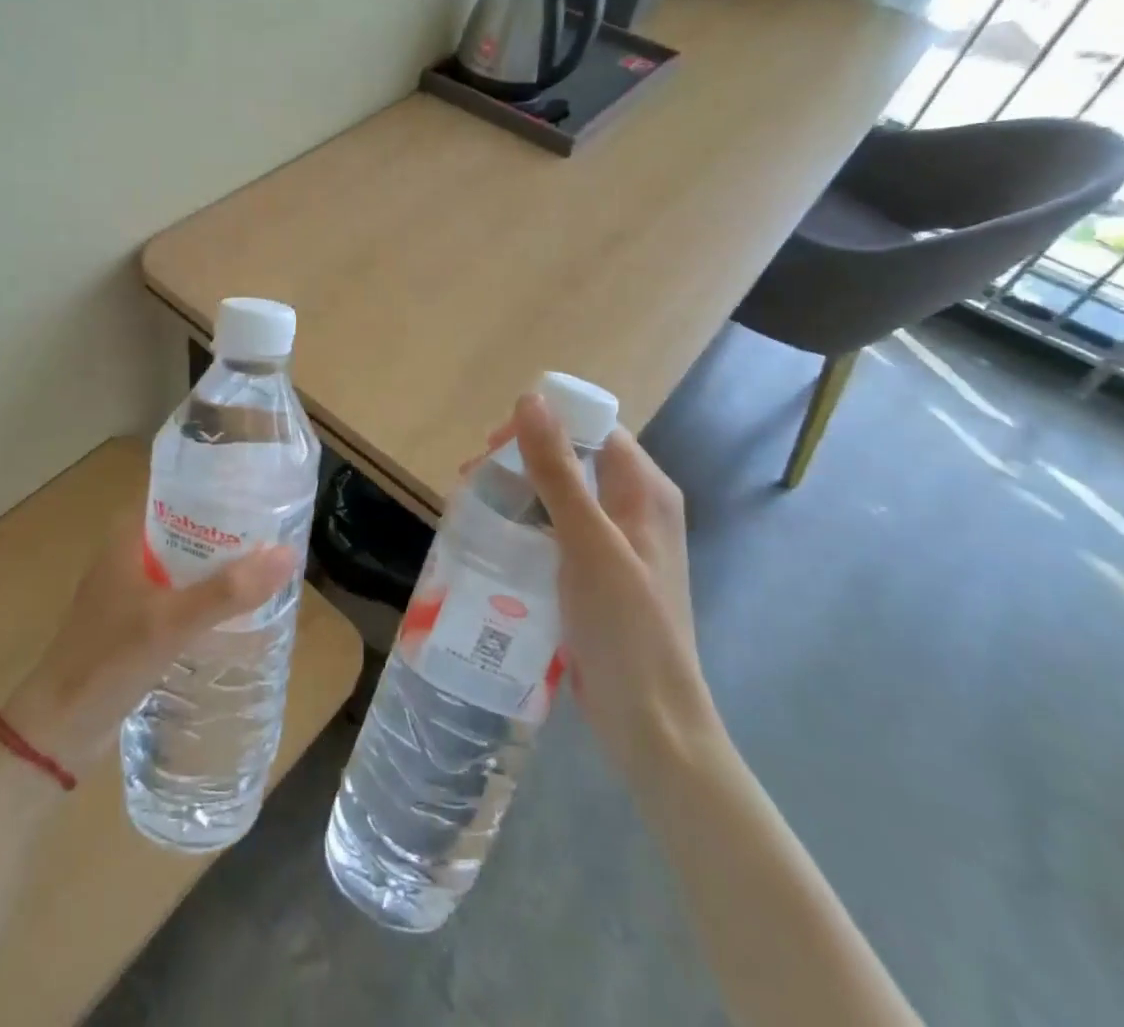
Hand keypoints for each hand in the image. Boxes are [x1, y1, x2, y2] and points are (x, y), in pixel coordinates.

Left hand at [1, 519, 297, 769]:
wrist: (58, 730)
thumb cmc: (108, 661)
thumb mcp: (172, 621)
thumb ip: (228, 591)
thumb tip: (289, 553)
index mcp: (128, 533)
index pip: (181, 491)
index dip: (222, 488)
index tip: (266, 491)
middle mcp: (131, 551)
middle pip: (190, 526)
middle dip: (231, 529)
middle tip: (280, 531)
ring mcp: (134, 587)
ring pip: (189, 562)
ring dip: (223, 564)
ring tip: (271, 564)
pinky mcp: (139, 619)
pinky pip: (184, 593)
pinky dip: (210, 594)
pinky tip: (241, 607)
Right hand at [509, 393, 723, 785]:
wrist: (651, 725)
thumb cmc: (626, 626)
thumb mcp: (588, 541)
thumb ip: (558, 470)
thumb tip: (530, 398)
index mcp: (645, 491)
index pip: (593, 429)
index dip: (544, 424)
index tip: (493, 444)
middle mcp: (635, 509)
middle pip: (574, 459)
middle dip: (521, 458)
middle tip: (472, 475)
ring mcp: (616, 544)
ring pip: (560, 496)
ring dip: (517, 492)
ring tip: (472, 504)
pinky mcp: (596, 575)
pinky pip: (556, 532)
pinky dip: (524, 525)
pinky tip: (493, 539)